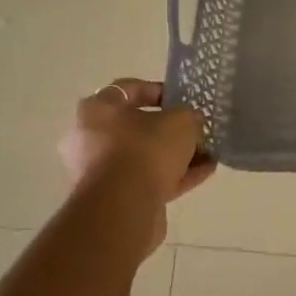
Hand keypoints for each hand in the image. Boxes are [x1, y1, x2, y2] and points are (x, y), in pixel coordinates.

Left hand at [59, 78, 216, 200]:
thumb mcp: (182, 121)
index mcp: (97, 109)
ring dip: (174, 155)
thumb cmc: (146, 149)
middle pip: (136, 126)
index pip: (129, 89)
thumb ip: (189, 116)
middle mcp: (89, 137)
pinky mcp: (111, 197)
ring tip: (207, 155)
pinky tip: (203, 173)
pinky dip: (173, 176)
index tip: (183, 100)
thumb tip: (190, 123)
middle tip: (195, 130)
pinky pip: (146, 179)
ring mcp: (98, 170)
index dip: (159, 90)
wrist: (123, 207)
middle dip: (169, 129)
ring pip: (143, 156)